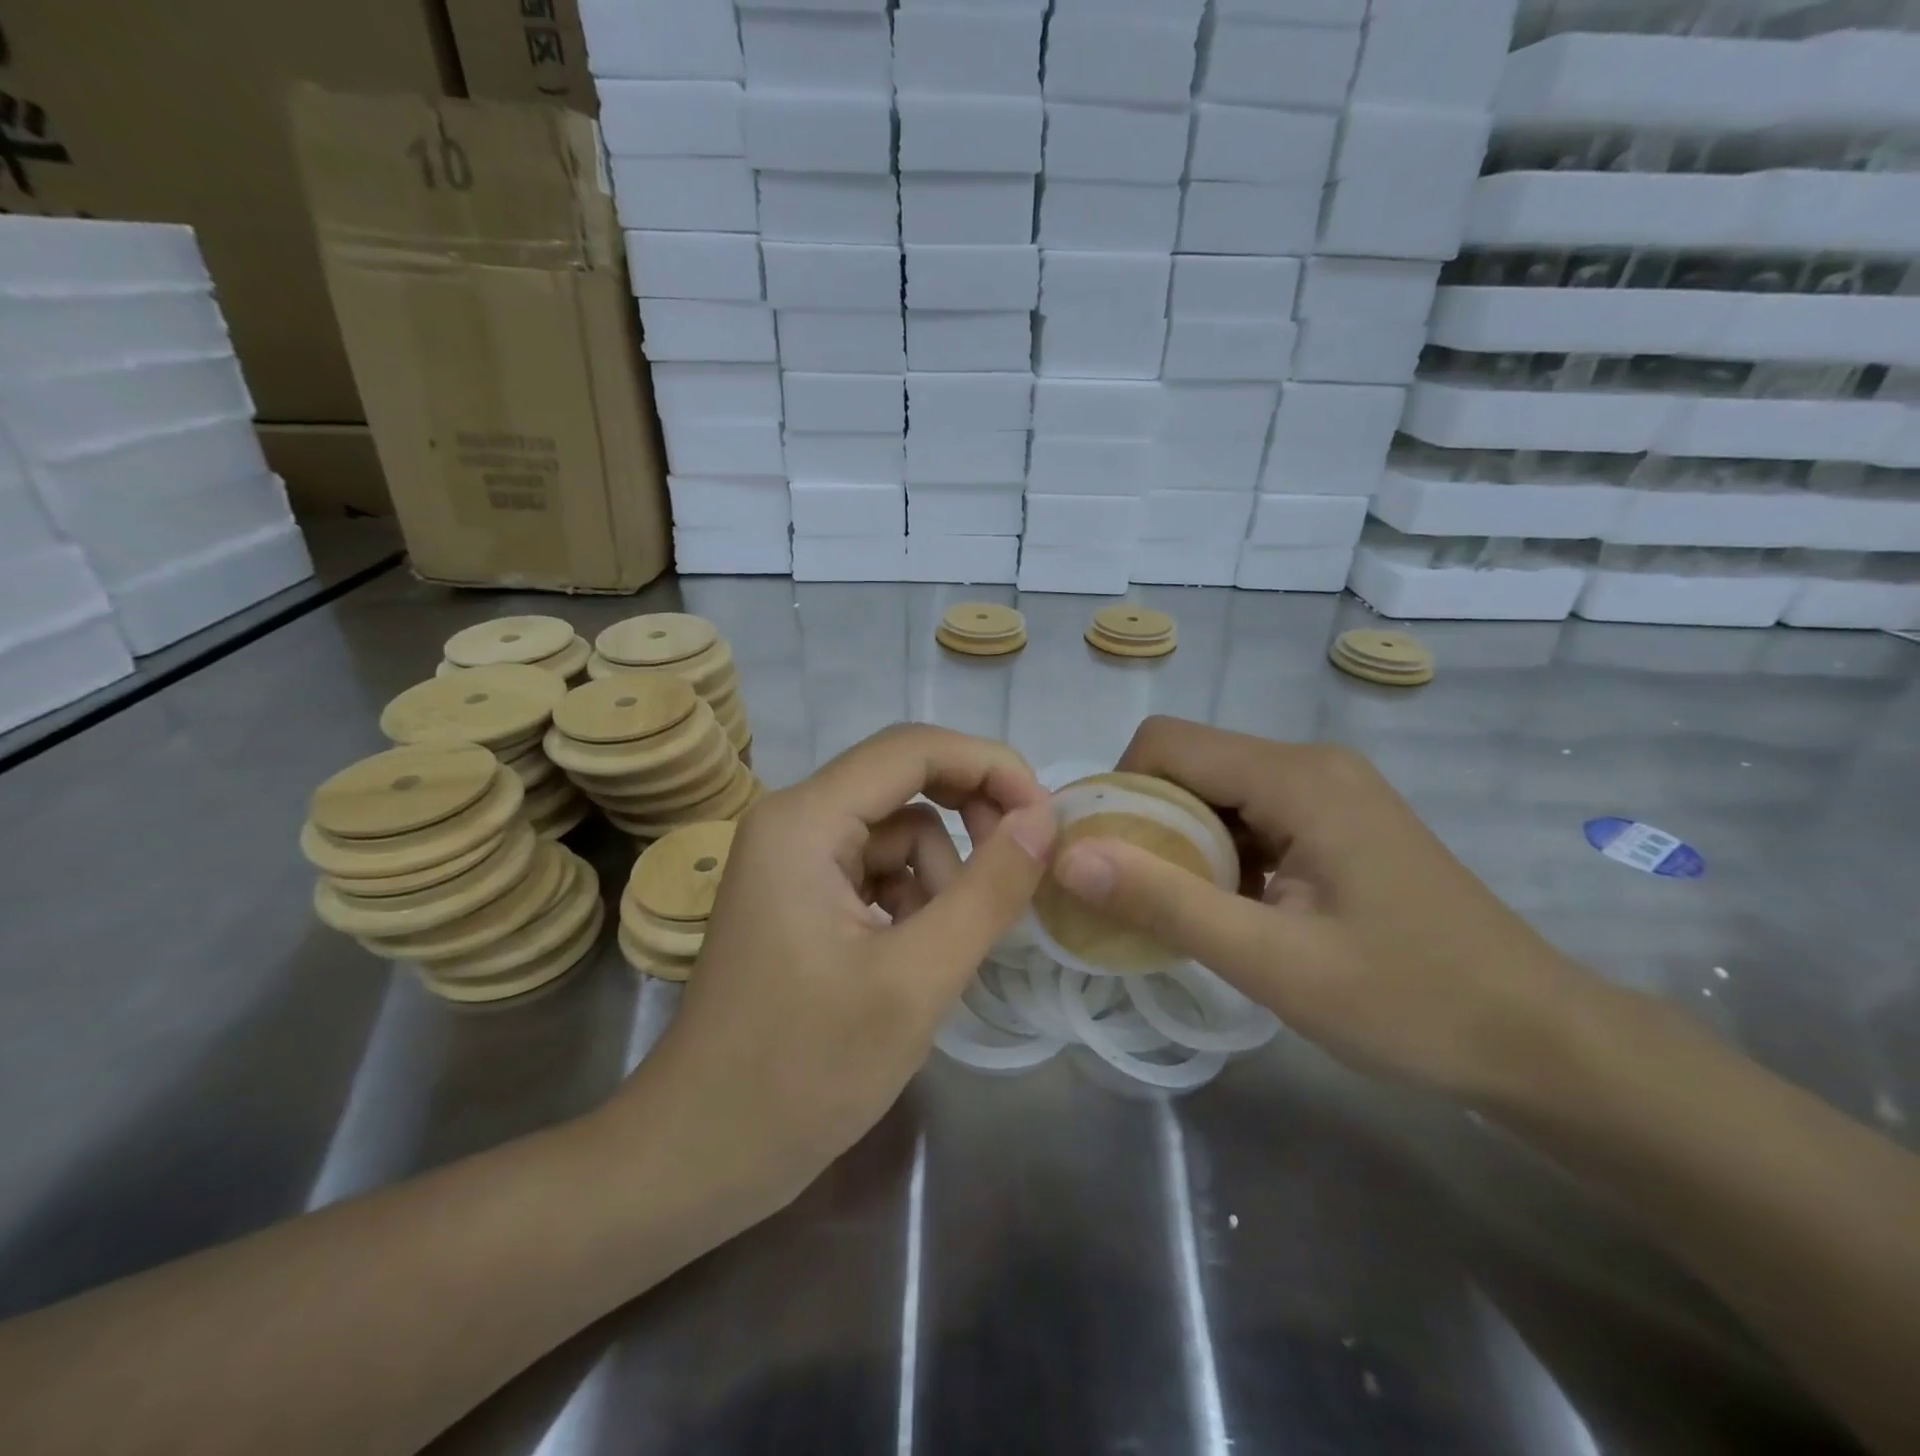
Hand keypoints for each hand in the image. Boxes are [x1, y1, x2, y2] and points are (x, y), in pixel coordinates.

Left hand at [615, 724, 1056, 1210]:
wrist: (702, 1152)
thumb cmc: (805, 1071)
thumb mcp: (917, 980)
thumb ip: (988, 890)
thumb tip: (1043, 819)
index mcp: (805, 821)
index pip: (913, 748)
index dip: (989, 765)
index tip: (1046, 817)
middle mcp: (793, 821)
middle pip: (904, 781)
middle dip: (968, 818)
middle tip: (1015, 873)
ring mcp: (792, 859)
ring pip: (898, 832)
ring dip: (939, 876)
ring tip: (940, 952)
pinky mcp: (800, 896)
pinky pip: (877, 869)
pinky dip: (912, 900)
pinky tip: (912, 958)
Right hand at [1049, 717, 1595, 1102]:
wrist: (1538, 1039)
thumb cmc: (1408, 1001)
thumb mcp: (1272, 963)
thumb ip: (1165, 903)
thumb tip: (1069, 857)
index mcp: (1296, 777)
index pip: (1164, 745)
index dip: (1117, 793)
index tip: (1102, 860)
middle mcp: (1310, 763)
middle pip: (1189, 763)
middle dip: (1146, 821)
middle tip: (1134, 897)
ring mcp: (1330, 790)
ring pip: (1216, 791)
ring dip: (1182, 842)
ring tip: (1180, 910)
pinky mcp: (1339, 820)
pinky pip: (1251, 814)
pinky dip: (1220, 853)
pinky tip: (1232, 909)